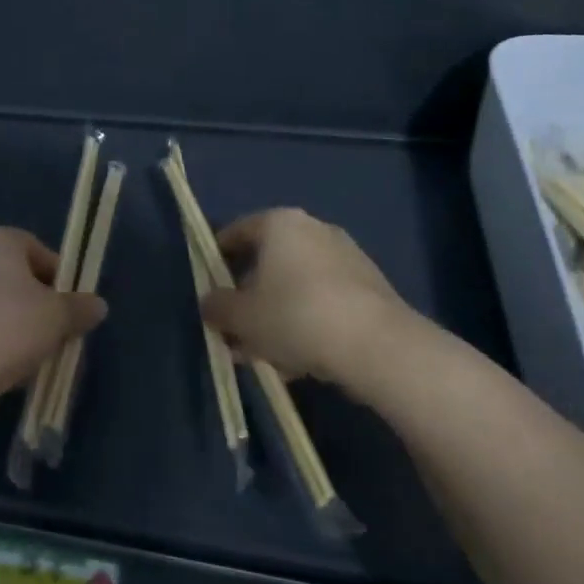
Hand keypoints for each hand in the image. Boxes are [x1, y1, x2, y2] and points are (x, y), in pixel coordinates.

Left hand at [0, 227, 106, 409]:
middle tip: (52, 335)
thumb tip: (97, 305)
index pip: (39, 251)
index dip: (61, 280)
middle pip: (13, 277)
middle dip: (35, 304)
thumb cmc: (8, 330)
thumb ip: (80, 308)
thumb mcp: (58, 318)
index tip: (70, 310)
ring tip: (26, 358)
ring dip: (11, 324)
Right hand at [201, 208, 427, 395]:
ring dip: (276, 315)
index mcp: (280, 223)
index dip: (216, 259)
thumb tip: (210, 303)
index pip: (237, 232)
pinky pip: (323, 301)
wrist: (376, 345)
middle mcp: (314, 230)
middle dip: (248, 297)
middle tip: (234, 330)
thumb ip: (217, 307)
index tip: (207, 287)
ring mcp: (346, 257)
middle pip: (268, 262)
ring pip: (296, 286)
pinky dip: (306, 323)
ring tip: (264, 355)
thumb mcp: (241, 317)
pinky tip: (299, 360)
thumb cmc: (295, 316)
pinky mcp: (370, 287)